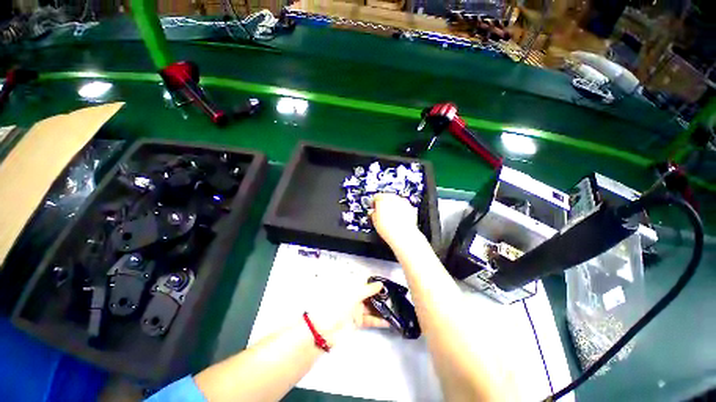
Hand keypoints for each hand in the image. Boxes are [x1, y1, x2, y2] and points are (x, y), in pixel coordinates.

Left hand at [308, 281, 388, 346]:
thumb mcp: (353, 294)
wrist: (323, 330)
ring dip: (381, 308)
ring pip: (370, 307)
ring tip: (394, 309)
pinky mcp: (356, 322)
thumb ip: (368, 289)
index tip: (387, 283)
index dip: (374, 282)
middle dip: (380, 296)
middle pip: (368, 294)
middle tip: (393, 297)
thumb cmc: (338, 305)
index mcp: (349, 286)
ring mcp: (354, 309)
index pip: (364, 281)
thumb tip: (380, 284)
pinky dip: (377, 320)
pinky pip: (368, 319)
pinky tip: (388, 322)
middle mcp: (352, 295)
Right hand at [371, 193, 419, 245]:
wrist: (402, 235)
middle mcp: (393, 198)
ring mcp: (403, 202)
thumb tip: (373, 213)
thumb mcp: (374, 221)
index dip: (374, 203)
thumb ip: (373, 213)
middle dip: (384, 204)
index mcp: (382, 198)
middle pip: (387, 197)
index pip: (376, 197)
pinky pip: (404, 206)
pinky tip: (398, 219)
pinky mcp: (410, 208)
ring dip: (393, 206)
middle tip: (382, 213)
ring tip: (391, 217)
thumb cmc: (388, 229)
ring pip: (396, 201)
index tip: (374, 208)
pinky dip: (401, 210)